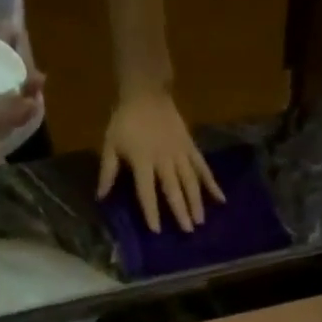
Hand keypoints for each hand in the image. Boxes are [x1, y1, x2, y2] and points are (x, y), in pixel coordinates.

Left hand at [97, 89, 223, 233]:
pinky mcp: (191, 147)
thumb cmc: (125, 120)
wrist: (146, 90)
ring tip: (201, 221)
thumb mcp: (110, 144)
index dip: (151, 211)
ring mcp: (180, 153)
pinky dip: (212, 183)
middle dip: (181, 210)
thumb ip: (107, 172)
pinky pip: (203, 167)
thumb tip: (100, 198)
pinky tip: (221, 199)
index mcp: (142, 160)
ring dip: (196, 202)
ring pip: (190, 180)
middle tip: (188, 231)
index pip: (146, 191)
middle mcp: (163, 159)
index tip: (156, 231)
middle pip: (173, 188)